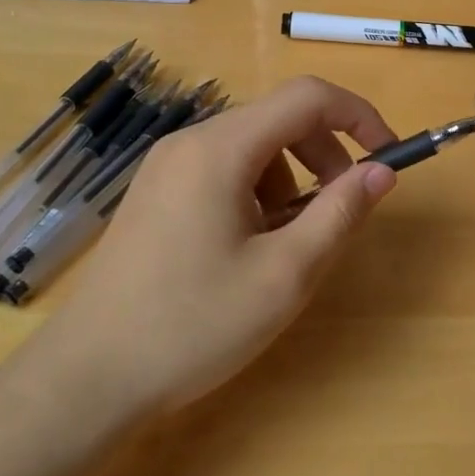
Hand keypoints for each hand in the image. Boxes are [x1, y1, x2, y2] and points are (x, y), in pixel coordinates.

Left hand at [35, 77, 397, 414]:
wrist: (87, 378)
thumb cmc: (193, 325)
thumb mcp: (285, 274)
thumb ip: (340, 213)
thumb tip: (382, 171)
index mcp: (221, 148)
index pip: (308, 97)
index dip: (358, 116)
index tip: (387, 156)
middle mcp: (191, 141)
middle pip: (279, 118)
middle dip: (325, 153)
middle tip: (343, 208)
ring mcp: (167, 165)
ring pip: (253, 145)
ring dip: (292, 177)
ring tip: (290, 240)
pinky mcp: (156, 191)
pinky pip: (224, 167)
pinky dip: (257, 190)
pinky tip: (248, 245)